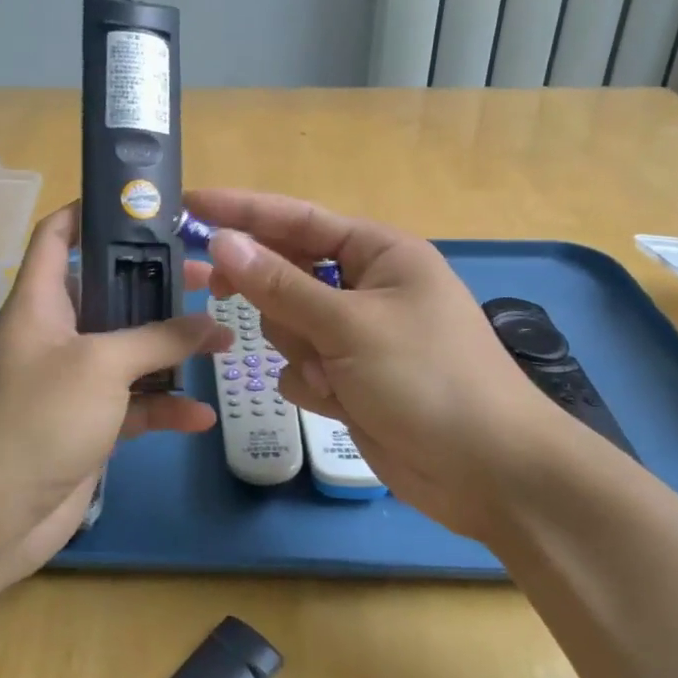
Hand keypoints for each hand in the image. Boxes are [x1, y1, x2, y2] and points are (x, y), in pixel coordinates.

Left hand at [0, 202, 228, 583]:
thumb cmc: (39, 417)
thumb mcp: (102, 365)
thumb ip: (159, 339)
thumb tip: (211, 324)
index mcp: (41, 302)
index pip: (57, 236)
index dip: (88, 211)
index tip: (139, 205)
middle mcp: (56, 334)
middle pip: (109, 293)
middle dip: (155, 285)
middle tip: (205, 278)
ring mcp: (73, 383)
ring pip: (129, 351)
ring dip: (171, 349)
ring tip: (222, 341)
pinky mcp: (88, 425)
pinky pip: (134, 405)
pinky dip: (164, 407)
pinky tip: (201, 416)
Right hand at [189, 189, 592, 540]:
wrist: (487, 471)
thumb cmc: (427, 378)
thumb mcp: (349, 325)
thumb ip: (280, 285)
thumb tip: (223, 241)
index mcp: (379, 253)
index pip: (297, 219)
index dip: (242, 211)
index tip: (190, 206)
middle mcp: (366, 287)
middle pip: (286, 274)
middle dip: (271, 298)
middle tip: (220, 294)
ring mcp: (357, 336)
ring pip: (288, 325)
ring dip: (300, 350)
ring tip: (334, 375)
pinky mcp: (351, 379)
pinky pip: (301, 367)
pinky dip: (312, 384)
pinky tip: (339, 402)